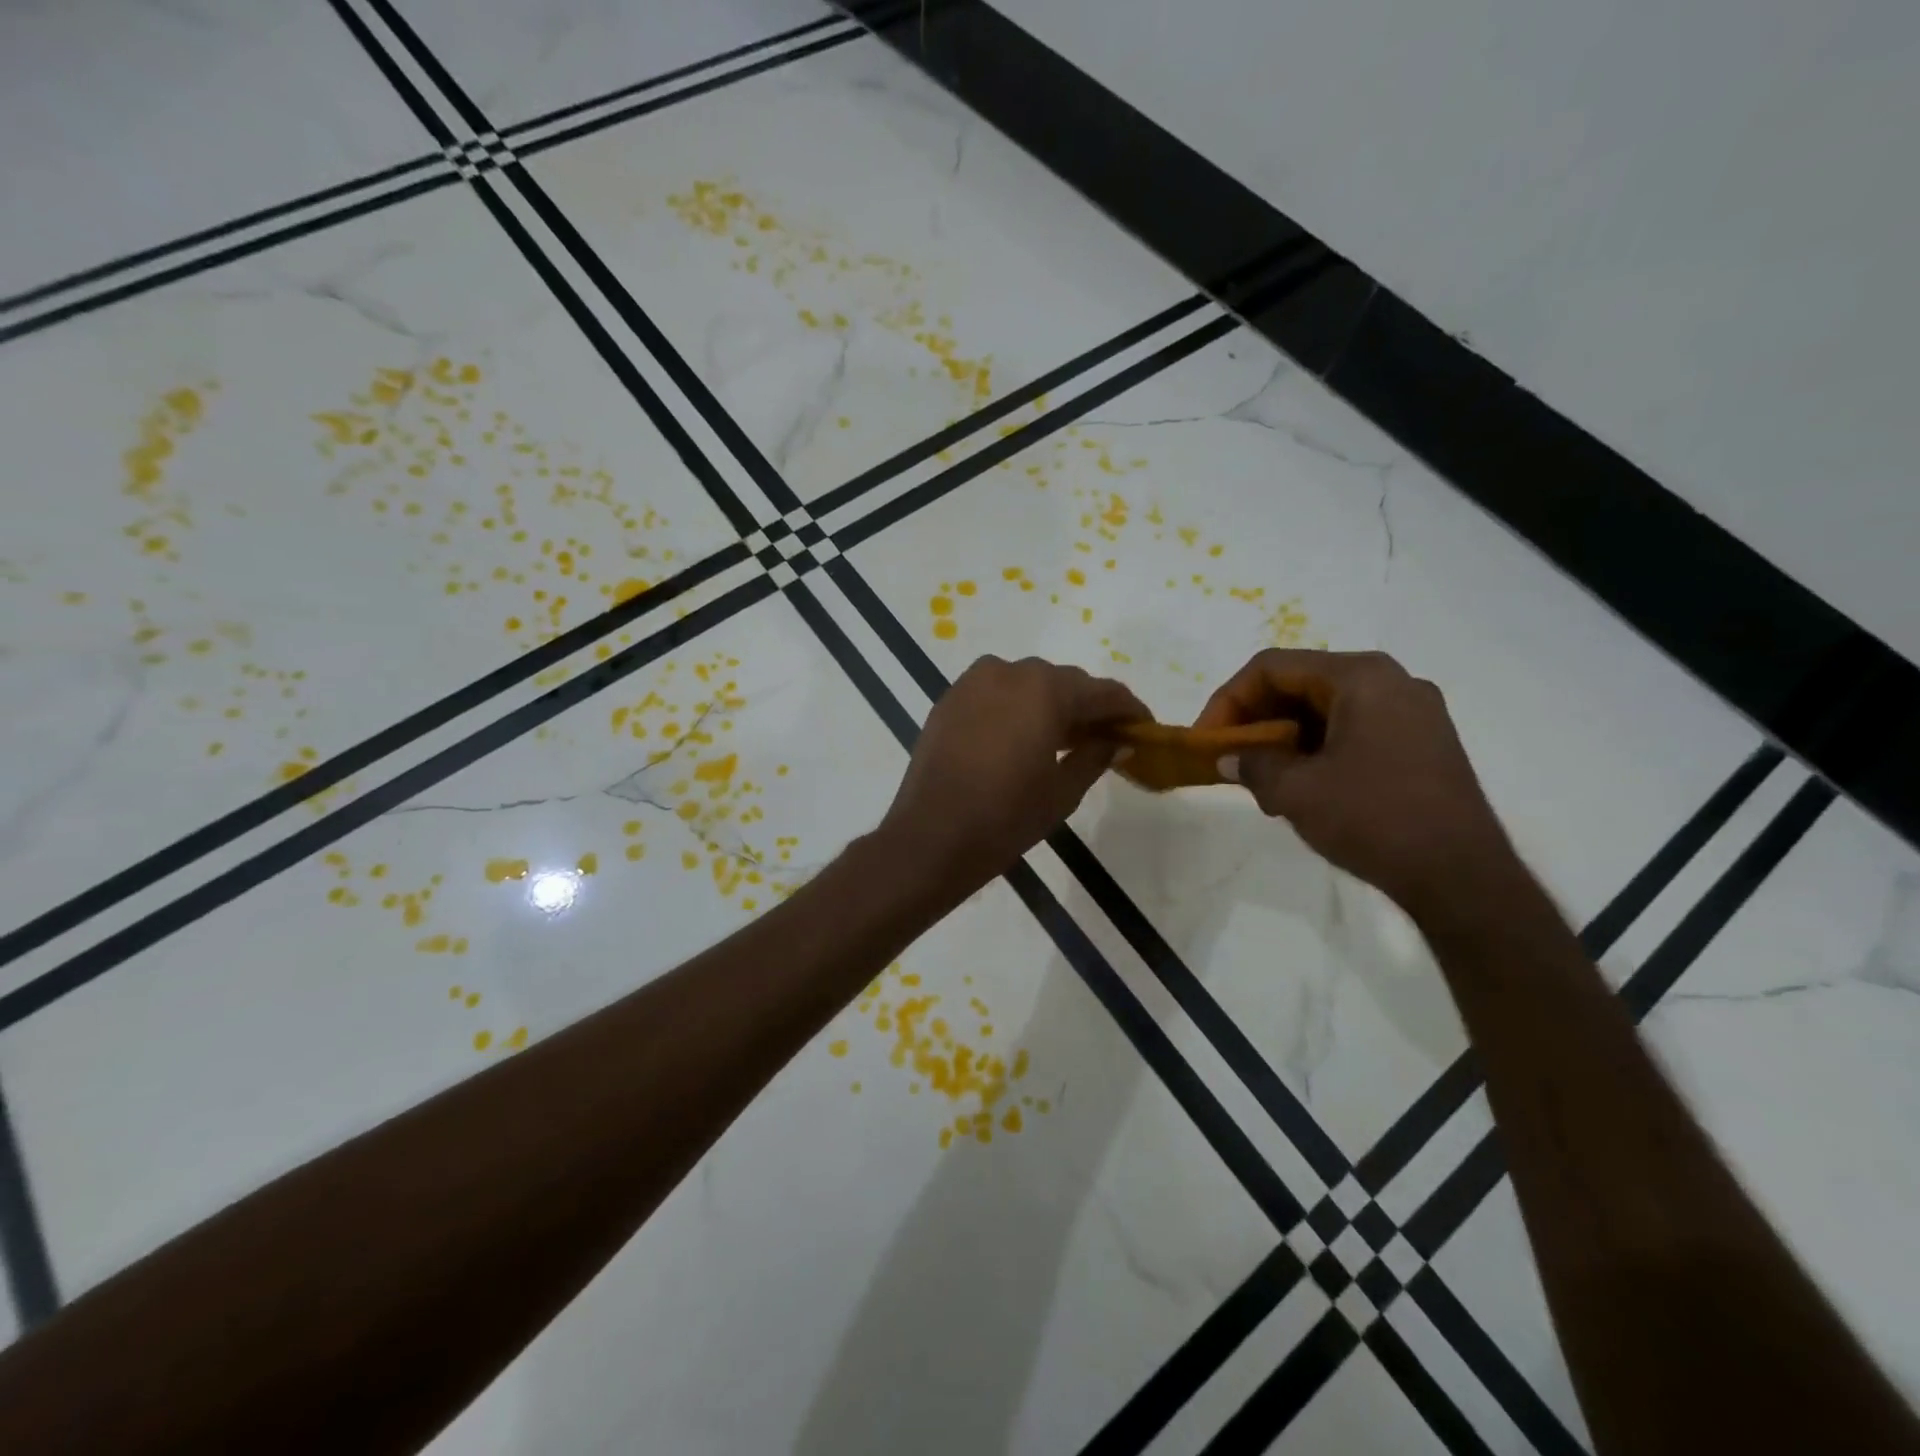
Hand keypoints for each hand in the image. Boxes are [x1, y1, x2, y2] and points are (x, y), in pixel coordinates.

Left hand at [880, 655, 1147, 889]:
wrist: (931, 836)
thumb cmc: (1006, 817)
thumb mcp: (1063, 791)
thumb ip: (1096, 755)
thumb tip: (1120, 740)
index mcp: (1045, 689)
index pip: (1102, 692)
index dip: (1129, 710)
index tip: (1145, 728)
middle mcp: (1009, 672)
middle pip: (1064, 683)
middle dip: (1088, 707)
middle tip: (1106, 738)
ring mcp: (974, 681)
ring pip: (1028, 683)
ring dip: (1051, 704)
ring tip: (1065, 739)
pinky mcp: (950, 698)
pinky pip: (997, 693)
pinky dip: (1017, 707)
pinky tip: (1024, 736)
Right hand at [1196, 649, 1515, 917]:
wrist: (1462, 877)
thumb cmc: (1374, 819)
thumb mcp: (1296, 792)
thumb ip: (1252, 765)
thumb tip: (1228, 759)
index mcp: (1361, 676)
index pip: (1273, 667)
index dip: (1229, 700)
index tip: (1207, 739)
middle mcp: (1391, 681)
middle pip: (1301, 683)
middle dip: (1256, 718)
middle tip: (1229, 756)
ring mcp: (1414, 712)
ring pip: (1326, 708)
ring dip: (1283, 736)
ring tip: (1260, 777)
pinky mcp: (1423, 742)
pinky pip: (1353, 728)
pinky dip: (1316, 747)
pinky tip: (1301, 784)